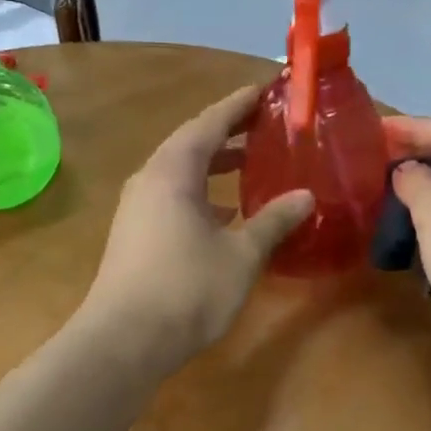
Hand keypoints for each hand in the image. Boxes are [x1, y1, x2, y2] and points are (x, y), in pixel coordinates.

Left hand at [81, 85, 313, 372]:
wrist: (124, 341)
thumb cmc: (186, 289)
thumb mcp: (241, 255)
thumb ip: (273, 221)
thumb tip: (306, 197)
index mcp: (173, 171)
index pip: (210, 122)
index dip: (240, 105)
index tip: (266, 90)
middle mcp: (150, 180)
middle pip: (192, 143)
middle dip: (229, 132)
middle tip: (266, 126)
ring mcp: (138, 208)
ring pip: (181, 173)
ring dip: (215, 165)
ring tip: (252, 165)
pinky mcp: (135, 234)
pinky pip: (173, 197)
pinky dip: (202, 193)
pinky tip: (226, 213)